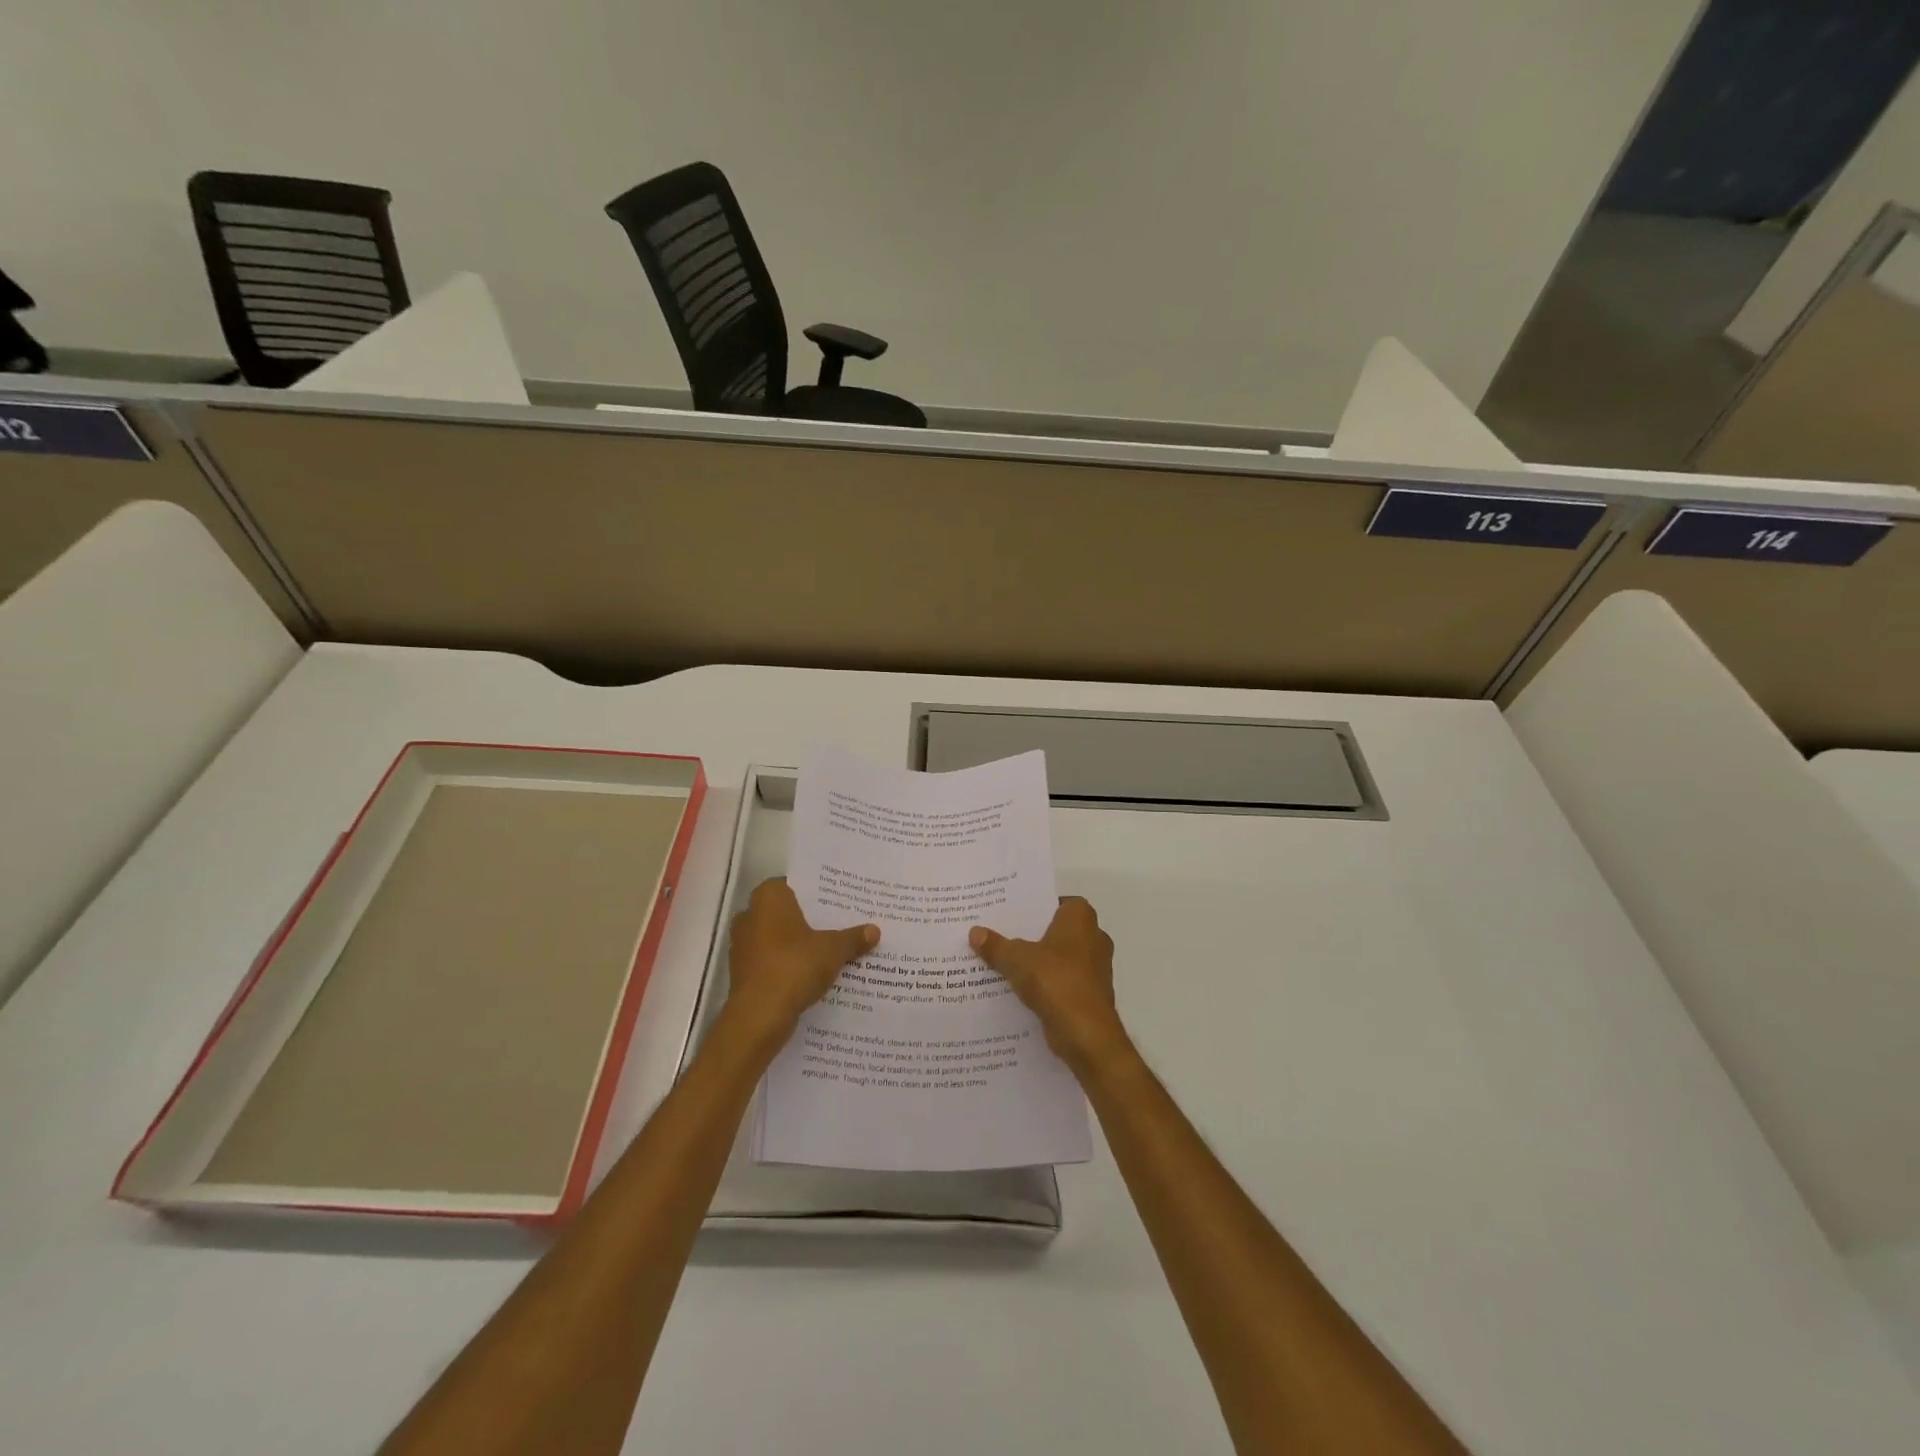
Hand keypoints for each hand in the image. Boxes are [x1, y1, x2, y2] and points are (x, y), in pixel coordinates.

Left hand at [724, 878, 877, 1045]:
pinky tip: (812, 974)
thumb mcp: (833, 950)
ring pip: (778, 938)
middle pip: (787, 912)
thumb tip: (874, 931)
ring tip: (831, 950)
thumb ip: (853, 938)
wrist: (759, 1016)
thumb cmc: (794, 966)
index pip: (796, 884)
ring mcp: (742, 945)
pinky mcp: (742, 972)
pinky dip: (788, 965)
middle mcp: (750, 915)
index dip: (818, 894)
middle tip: (840, 924)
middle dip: (810, 920)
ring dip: (799, 945)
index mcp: (768, 897)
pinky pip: (771, 961)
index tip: (839, 902)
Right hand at [970, 897, 1127, 1071]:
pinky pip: (1063, 982)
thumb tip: (975, 931)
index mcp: (1081, 919)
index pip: (1059, 902)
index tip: (1013, 914)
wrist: (1085, 1033)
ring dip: (1039, 963)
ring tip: (1005, 963)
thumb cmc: (1055, 980)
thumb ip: (996, 945)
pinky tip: (1019, 991)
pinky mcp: (1090, 995)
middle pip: (1058, 931)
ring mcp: (1095, 969)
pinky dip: (1046, 985)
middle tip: (1002, 936)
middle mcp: (1094, 938)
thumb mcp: (1016, 959)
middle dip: (1033, 936)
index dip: (1038, 907)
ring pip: (1060, 958)